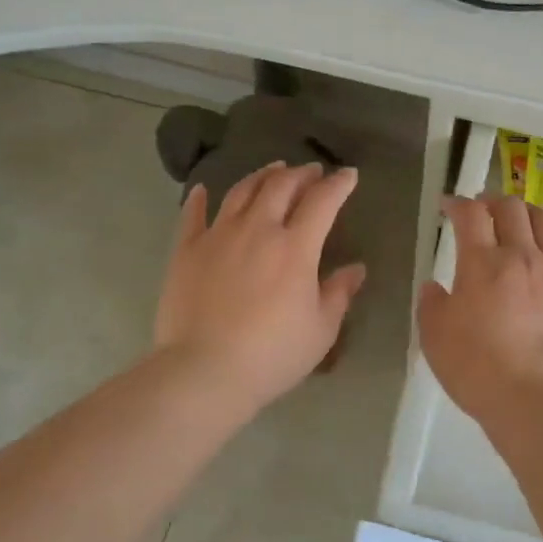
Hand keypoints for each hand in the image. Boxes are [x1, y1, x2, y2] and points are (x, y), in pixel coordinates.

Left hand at [154, 162, 366, 417]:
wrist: (205, 371)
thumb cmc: (272, 355)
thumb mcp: (320, 330)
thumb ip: (338, 293)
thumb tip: (356, 269)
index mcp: (296, 247)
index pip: (322, 202)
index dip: (339, 184)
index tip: (349, 175)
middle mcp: (258, 230)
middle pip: (281, 187)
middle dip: (302, 174)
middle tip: (312, 171)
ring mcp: (218, 236)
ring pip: (242, 192)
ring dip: (262, 176)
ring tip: (274, 170)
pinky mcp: (186, 251)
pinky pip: (193, 215)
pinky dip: (200, 199)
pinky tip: (204, 189)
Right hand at [417, 195, 542, 429]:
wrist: (535, 397)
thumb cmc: (476, 366)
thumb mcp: (434, 336)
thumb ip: (432, 304)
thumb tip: (435, 287)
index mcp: (481, 261)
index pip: (470, 214)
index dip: (457, 203)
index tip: (448, 206)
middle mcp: (521, 255)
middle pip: (511, 207)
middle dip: (492, 201)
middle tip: (482, 210)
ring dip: (527, 213)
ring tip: (519, 222)